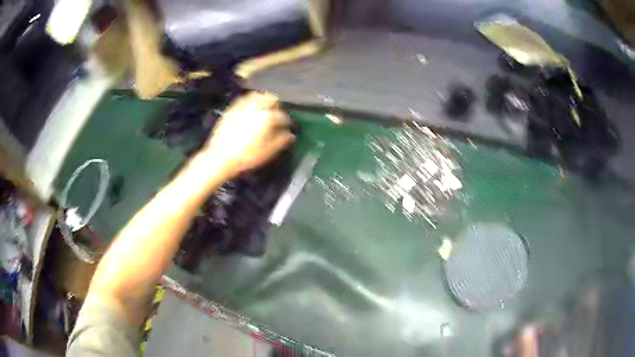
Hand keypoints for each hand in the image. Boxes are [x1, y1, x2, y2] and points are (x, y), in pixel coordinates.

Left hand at [200, 92, 294, 177]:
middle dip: (276, 104)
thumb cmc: (246, 156)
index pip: (282, 115)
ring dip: (264, 99)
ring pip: (257, 95)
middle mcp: (256, 106)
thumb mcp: (267, 152)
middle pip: (271, 98)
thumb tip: (290, 135)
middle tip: (277, 113)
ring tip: (265, 108)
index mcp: (267, 116)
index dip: (287, 121)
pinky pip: (244, 99)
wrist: (219, 157)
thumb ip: (281, 141)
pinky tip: (250, 110)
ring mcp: (242, 106)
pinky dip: (250, 101)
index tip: (288, 126)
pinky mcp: (231, 109)